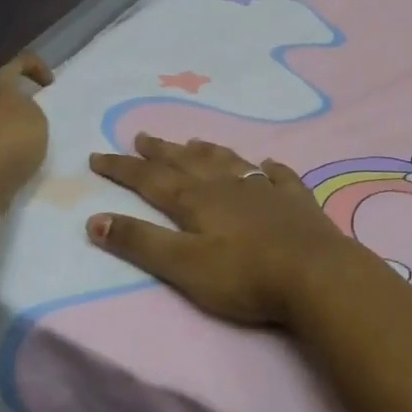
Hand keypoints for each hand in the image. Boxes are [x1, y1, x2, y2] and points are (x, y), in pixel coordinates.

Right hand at [86, 134, 367, 327]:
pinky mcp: (296, 201)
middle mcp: (228, 186)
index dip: (123, 168)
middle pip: (187, 163)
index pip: (151, 179)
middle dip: (161, 151)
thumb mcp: (184, 265)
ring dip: (207, 152)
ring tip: (193, 142)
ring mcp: (265, 190)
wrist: (315, 274)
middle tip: (142, 136)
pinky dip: (269, 168)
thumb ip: (141, 243)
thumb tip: (95, 220)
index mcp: (197, 200)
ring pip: (229, 162)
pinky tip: (268, 164)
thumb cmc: (244, 275)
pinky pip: (279, 177)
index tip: (98, 155)